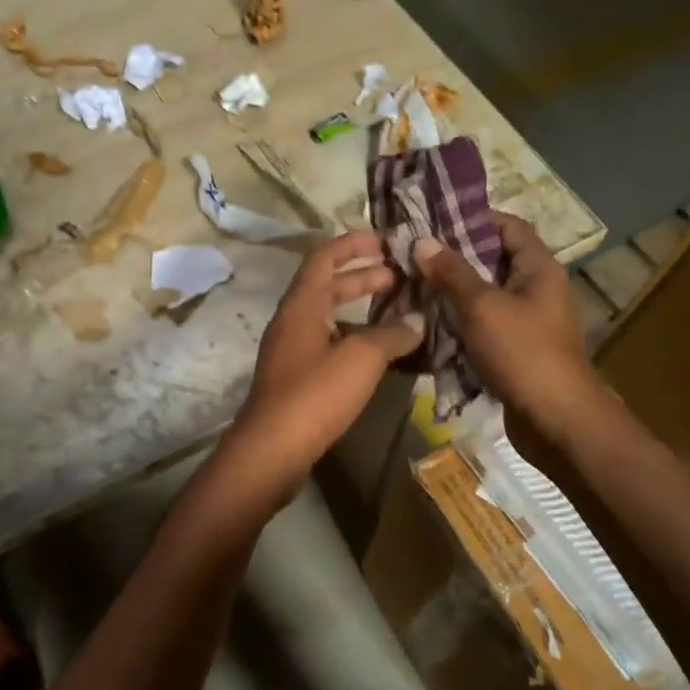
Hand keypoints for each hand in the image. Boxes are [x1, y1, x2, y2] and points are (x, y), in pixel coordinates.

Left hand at [227, 231, 423, 498]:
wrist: (273, 449)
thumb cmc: (315, 394)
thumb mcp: (361, 358)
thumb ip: (391, 334)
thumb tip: (416, 319)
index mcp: (302, 304)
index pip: (325, 257)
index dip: (353, 243)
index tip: (386, 240)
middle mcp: (292, 321)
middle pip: (328, 285)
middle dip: (364, 277)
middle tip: (402, 277)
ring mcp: (292, 350)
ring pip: (329, 316)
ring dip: (361, 309)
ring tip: (398, 311)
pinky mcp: (297, 377)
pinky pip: (329, 343)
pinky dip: (355, 338)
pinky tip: (381, 352)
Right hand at [414, 213, 598, 440]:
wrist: (554, 419)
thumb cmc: (523, 352)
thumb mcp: (482, 306)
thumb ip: (452, 272)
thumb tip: (422, 241)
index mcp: (538, 268)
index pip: (509, 226)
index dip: (474, 217)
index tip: (434, 219)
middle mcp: (536, 288)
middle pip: (493, 259)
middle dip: (455, 256)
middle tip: (415, 253)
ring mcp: (527, 320)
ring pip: (485, 293)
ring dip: (453, 290)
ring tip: (414, 283)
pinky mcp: (515, 347)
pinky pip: (484, 322)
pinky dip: (459, 318)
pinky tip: (429, 319)